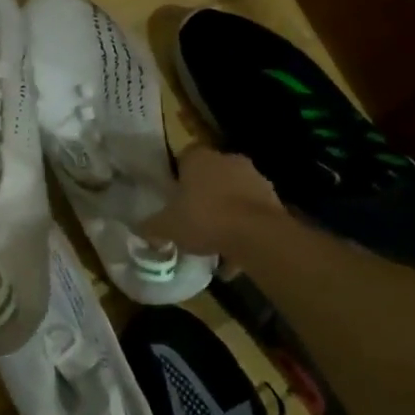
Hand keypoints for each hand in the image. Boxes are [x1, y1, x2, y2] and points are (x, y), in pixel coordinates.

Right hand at [138, 145, 286, 256]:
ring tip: (216, 244)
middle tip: (193, 220)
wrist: (256, 235)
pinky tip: (235, 256)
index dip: (179, 176)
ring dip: (227, 214)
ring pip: (234, 195)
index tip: (175, 196)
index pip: (185, 157)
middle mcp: (228, 160)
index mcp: (199, 158)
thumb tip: (140, 229)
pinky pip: (252, 214)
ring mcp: (255, 178)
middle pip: (212, 176)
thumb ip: (152, 226)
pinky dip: (245, 230)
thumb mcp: (167, 226)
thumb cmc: (204, 219)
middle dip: (204, 196)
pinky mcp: (274, 200)